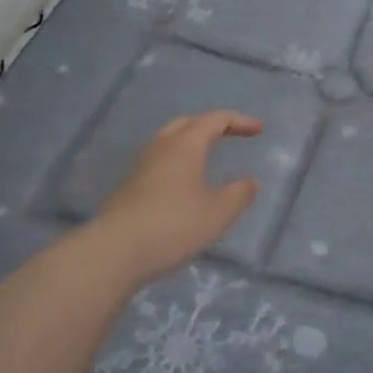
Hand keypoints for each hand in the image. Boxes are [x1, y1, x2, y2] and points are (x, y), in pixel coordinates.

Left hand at [91, 111, 262, 279]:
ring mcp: (140, 167)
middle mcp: (161, 148)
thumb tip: (250, 182)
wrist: (114, 252)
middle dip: (211, 125)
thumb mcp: (217, 213)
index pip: (215, 120)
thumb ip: (238, 195)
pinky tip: (182, 185)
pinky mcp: (128, 188)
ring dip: (190, 143)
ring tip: (206, 158)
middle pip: (187, 123)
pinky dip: (176, 163)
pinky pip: (158, 162)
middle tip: (230, 135)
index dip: (239, 121)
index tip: (258, 130)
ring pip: (168, 141)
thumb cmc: (173, 225)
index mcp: (185, 145)